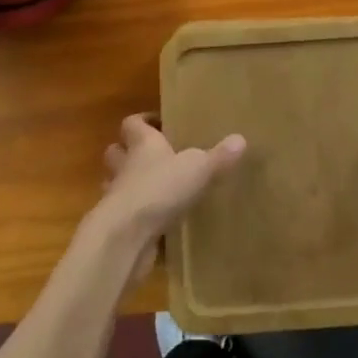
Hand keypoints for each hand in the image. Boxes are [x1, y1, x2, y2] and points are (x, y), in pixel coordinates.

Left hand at [89, 114, 245, 285]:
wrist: (126, 236)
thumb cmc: (160, 188)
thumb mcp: (198, 168)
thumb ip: (219, 156)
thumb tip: (241, 139)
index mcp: (142, 145)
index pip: (133, 123)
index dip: (144, 121)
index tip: (160, 124)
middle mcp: (125, 167)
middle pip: (117, 152)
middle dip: (129, 153)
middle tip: (156, 158)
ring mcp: (117, 198)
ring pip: (117, 185)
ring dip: (131, 187)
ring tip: (156, 192)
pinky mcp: (119, 228)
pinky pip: (127, 219)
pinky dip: (138, 221)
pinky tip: (158, 228)